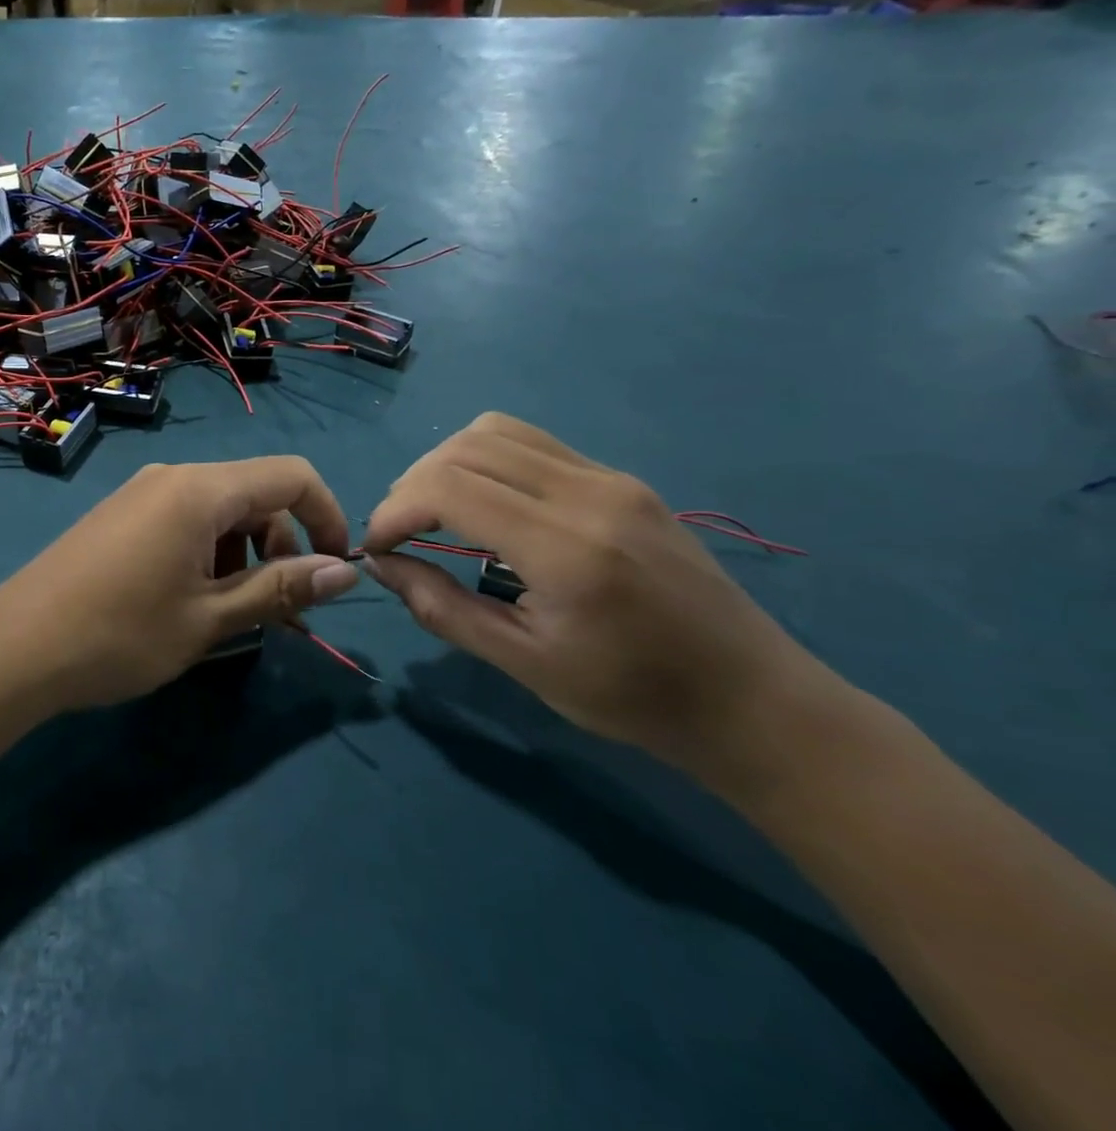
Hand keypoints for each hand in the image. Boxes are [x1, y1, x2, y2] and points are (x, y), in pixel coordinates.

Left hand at [0, 457, 359, 713]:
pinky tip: (191, 600)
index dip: (327, 515)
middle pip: (254, 493)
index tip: (335, 569)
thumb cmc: (120, 634)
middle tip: (278, 611)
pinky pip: (183, 520)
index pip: (291, 475)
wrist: (15, 648)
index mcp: (200, 489)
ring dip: (243, 554)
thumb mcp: (210, 618)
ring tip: (233, 613)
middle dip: (282, 545)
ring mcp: (141, 494)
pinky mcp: (120, 516)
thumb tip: (345, 573)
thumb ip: (280, 589)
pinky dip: (207, 553)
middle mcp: (173, 477)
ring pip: (218, 510)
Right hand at [362, 414, 828, 775]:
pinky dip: (486, 460)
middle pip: (466, 447)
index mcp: (565, 547)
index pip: (449, 487)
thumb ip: (442, 608)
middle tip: (401, 532)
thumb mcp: (525, 664)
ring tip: (434, 511)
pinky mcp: (621, 479)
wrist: (751, 699)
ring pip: (497, 430)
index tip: (379, 548)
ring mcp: (610, 478)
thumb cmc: (633, 697)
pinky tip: (485, 504)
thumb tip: (381, 565)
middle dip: (413, 484)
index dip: (396, 510)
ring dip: (447, 463)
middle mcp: (587, 493)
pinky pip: (533, 443)